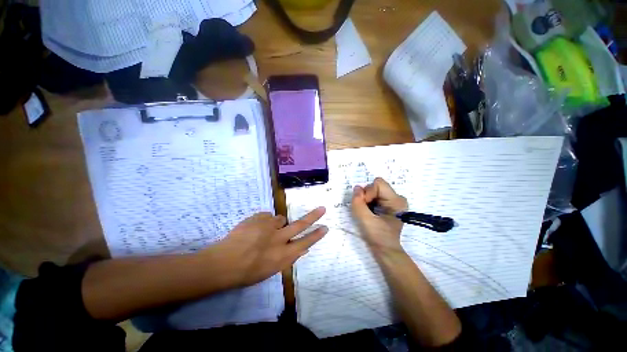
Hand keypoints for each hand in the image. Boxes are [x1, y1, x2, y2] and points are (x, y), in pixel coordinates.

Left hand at [205, 208, 327, 287]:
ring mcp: (268, 227)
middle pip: (300, 225)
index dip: (316, 235)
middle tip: (322, 209)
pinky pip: (267, 216)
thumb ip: (289, 257)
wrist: (222, 263)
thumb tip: (303, 248)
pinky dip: (263, 222)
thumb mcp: (272, 270)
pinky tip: (254, 230)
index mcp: (283, 255)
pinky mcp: (259, 218)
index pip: (305, 242)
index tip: (325, 227)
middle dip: (313, 216)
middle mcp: (279, 239)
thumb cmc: (247, 273)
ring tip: (263, 232)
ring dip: (276, 224)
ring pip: (281, 219)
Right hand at [351, 178, 407, 255]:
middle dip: (366, 196)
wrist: (385, 250)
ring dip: (366, 199)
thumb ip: (358, 203)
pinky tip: (369, 212)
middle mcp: (397, 197)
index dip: (368, 193)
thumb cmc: (378, 237)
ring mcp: (392, 200)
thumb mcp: (365, 220)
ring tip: (368, 212)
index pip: (378, 184)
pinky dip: (368, 202)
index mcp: (397, 200)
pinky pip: (373, 195)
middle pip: (375, 186)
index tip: (366, 206)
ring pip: (373, 190)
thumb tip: (356, 188)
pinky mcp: (387, 204)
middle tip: (366, 211)